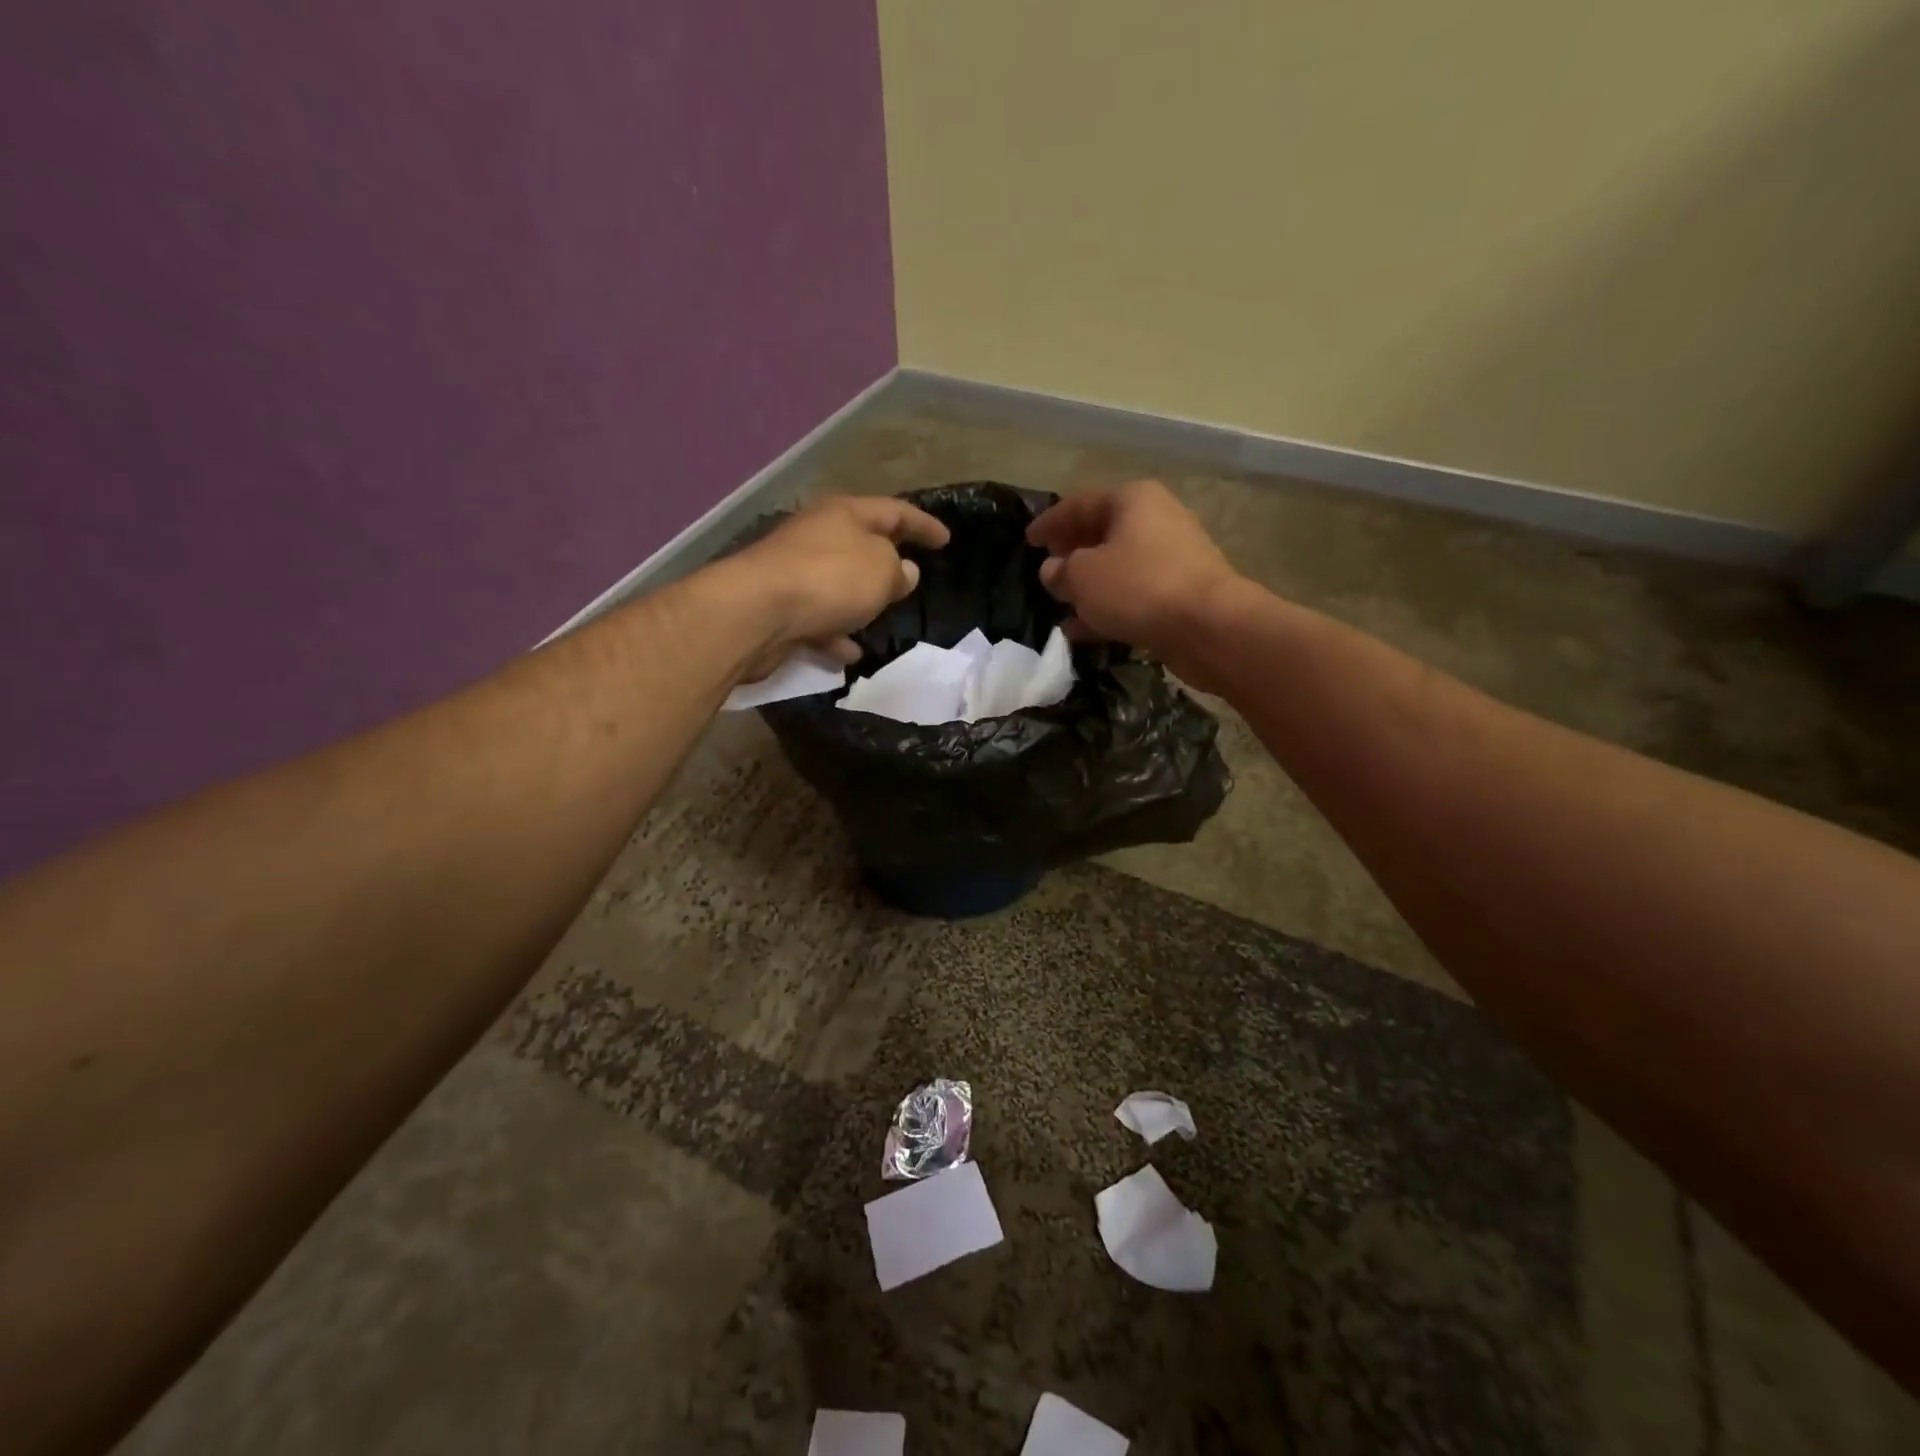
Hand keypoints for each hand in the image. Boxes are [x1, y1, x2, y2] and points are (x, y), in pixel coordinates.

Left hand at [730, 494, 949, 677]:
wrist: (756, 612)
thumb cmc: (829, 580)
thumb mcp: (881, 571)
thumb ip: (899, 571)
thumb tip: (903, 572)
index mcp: (845, 514)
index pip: (894, 511)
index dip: (923, 524)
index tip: (946, 540)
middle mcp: (817, 535)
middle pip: (860, 544)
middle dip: (886, 561)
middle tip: (910, 578)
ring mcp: (795, 571)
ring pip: (837, 584)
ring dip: (859, 601)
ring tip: (882, 619)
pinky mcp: (780, 605)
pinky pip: (818, 618)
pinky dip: (835, 633)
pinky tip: (850, 654)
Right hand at [1027, 481, 1239, 670]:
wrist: (1208, 626)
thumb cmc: (1138, 587)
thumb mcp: (1083, 577)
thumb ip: (1060, 571)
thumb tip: (1052, 570)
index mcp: (1132, 500)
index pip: (1079, 504)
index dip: (1049, 523)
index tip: (1028, 541)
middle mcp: (1156, 520)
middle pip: (1102, 533)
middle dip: (1072, 554)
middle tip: (1047, 570)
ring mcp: (1172, 558)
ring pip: (1118, 568)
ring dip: (1089, 587)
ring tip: (1061, 606)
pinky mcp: (1180, 594)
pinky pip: (1133, 596)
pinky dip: (1108, 609)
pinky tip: (1083, 632)